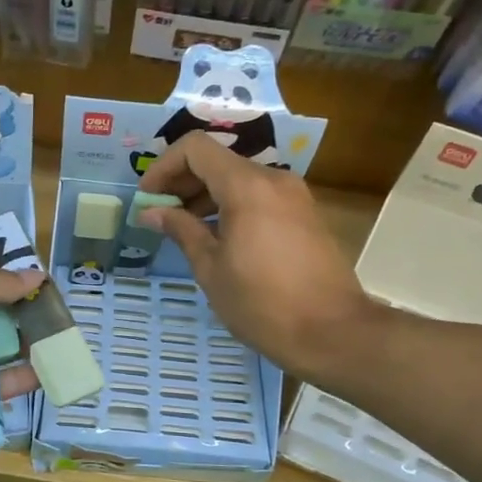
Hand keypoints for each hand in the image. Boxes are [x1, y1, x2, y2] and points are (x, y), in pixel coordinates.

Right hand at [139, 133, 375, 381]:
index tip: (148, 198)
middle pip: (217, 161)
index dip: (164, 166)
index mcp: (246, 186)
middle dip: (182, 182)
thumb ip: (181, 230)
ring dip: (206, 195)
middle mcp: (273, 180)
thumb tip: (152, 212)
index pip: (195, 148)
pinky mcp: (304, 215)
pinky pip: (259, 196)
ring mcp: (294, 196)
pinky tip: (218, 239)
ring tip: (185, 229)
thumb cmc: (262, 303)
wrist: (332, 333)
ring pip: (239, 178)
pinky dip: (231, 206)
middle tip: (159, 215)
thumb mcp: (211, 268)